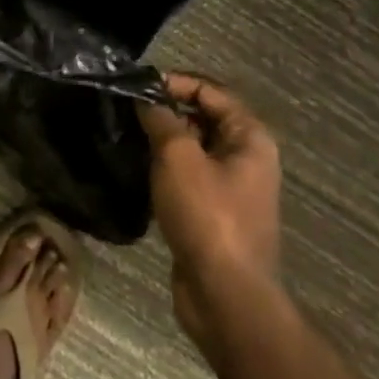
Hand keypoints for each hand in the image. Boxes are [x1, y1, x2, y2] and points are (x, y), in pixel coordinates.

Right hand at [137, 74, 283, 342]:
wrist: (226, 296)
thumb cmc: (207, 216)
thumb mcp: (178, 157)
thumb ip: (161, 119)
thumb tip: (145, 98)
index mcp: (249, 137)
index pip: (210, 90)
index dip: (175, 82)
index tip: (137, 84)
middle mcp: (247, 156)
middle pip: (204, 116)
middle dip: (168, 109)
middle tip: (128, 109)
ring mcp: (233, 186)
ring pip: (195, 146)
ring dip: (165, 138)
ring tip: (129, 134)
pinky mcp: (216, 211)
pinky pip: (190, 174)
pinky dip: (167, 166)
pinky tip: (140, 167)